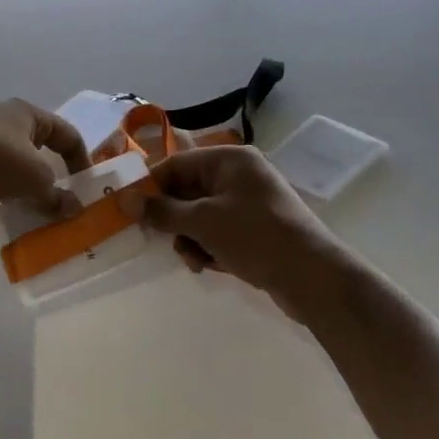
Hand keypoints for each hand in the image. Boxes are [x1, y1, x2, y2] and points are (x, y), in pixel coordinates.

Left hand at [0, 100, 91, 219]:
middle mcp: (1, 118)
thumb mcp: (35, 181)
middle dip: (44, 178)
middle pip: (34, 149)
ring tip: (21, 211)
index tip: (84, 187)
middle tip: (53, 202)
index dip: (80, 159)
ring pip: (6, 164)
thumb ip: (57, 196)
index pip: (66, 133)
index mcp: (27, 114)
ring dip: (16, 187)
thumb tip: (73, 209)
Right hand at [118, 146, 340, 315]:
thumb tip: (124, 199)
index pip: (177, 164)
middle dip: (174, 219)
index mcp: (229, 160)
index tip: (130, 210)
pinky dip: (208, 247)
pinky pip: (218, 232)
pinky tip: (208, 266)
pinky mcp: (255, 230)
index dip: (151, 187)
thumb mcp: (203, 222)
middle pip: (188, 190)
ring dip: (190, 238)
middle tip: (160, 240)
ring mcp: (249, 203)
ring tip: (194, 260)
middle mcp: (240, 175)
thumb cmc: (255, 237)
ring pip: (200, 215)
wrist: (314, 278)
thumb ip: (162, 211)